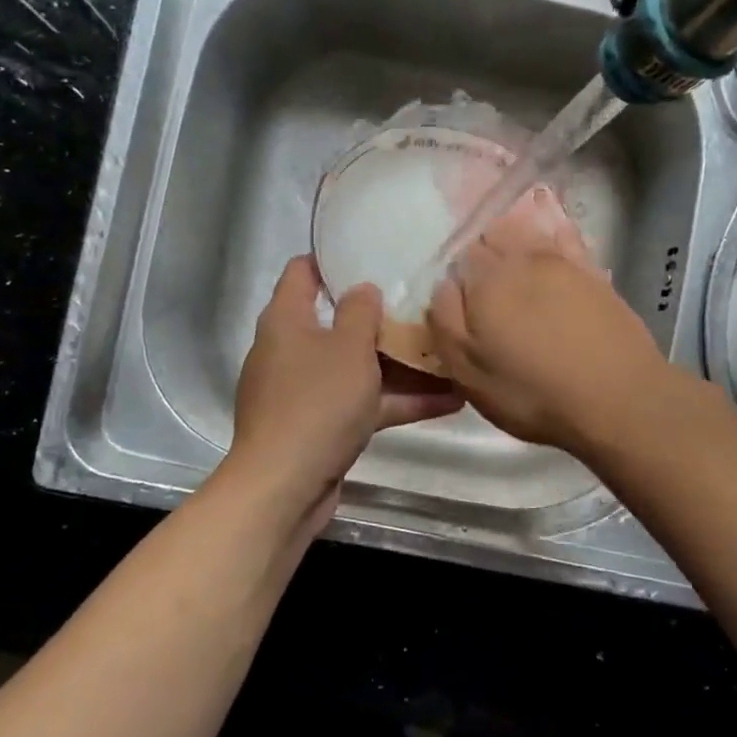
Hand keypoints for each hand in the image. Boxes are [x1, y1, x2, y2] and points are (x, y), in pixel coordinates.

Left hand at [226, 256, 461, 526]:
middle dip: (382, 319)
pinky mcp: (321, 426)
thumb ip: (360, 312)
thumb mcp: (348, 348)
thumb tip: (363, 289)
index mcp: (287, 320)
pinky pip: (362, 403)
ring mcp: (306, 391)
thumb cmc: (316, 403)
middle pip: (339, 323)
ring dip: (401, 366)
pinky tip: (448, 403)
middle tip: (425, 306)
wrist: (284, 486)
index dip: (333, 258)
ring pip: (358, 368)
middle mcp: (291, 350)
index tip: (372, 251)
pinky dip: (397, 402)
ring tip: (451, 357)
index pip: (303, 272)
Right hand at [426, 210, 666, 452]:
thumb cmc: (533, 392)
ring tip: (516, 270)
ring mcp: (563, 261)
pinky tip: (553, 241)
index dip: (459, 276)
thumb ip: (446, 321)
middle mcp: (522, 258)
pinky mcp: (596, 272)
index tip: (463, 303)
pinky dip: (554, 234)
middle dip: (486, 253)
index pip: (461, 255)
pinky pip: (566, 238)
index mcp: (485, 280)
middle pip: (494, 235)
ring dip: (517, 239)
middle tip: (487, 290)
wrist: (618, 398)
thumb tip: (445, 285)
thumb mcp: (468, 373)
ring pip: (530, 231)